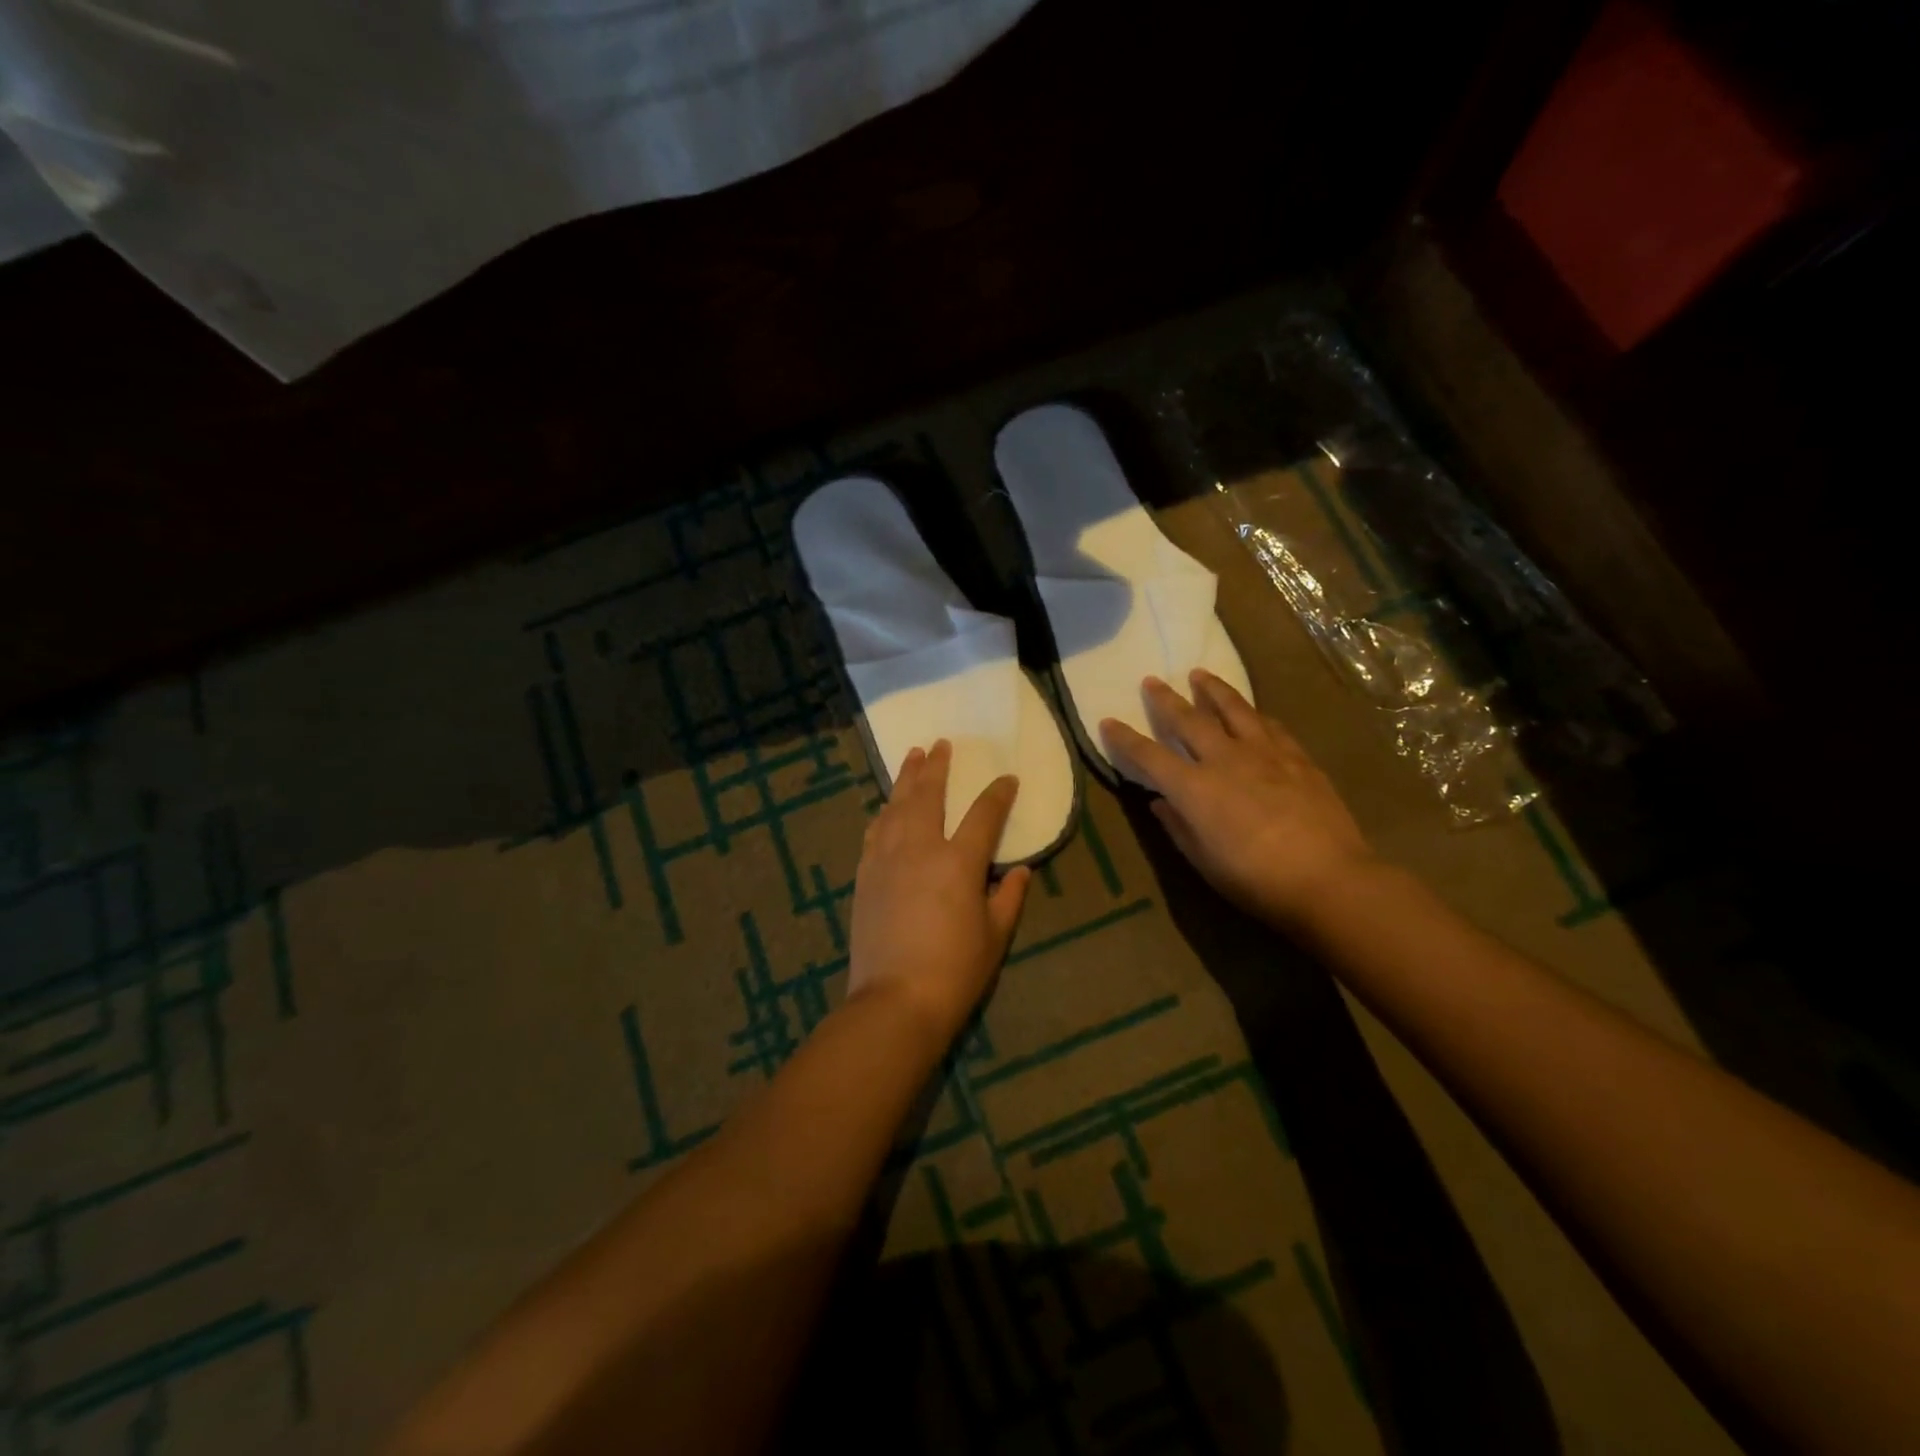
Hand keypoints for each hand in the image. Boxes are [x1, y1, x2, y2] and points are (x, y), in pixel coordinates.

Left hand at [847, 740, 1031, 1043]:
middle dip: (937, 767)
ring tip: (913, 756)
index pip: (984, 815)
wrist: (895, 999)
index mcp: (959, 861)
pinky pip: (875, 831)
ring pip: (896, 806)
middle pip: (928, 795)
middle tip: (941, 745)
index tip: (1008, 779)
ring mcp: (887, 859)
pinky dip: (883, 812)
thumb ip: (1009, 898)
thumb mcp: (995, 936)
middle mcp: (921, 848)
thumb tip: (1021, 870)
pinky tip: (886, 806)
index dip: (998, 794)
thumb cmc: (955, 970)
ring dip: (906, 779)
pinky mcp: (866, 875)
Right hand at [1101, 671, 1375, 928]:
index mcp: (1195, 789)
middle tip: (1152, 680)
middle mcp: (1225, 760)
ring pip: (1233, 709)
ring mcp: (1264, 754)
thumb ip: (1179, 827)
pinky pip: (1270, 726)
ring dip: (1213, 690)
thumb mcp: (1204, 862)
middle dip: (1166, 700)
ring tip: (1200, 674)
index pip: (1149, 756)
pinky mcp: (1297, 758)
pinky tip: (1252, 712)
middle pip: (1189, 720)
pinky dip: (1254, 715)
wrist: (1329, 879)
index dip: (1125, 739)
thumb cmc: (1256, 880)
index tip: (1108, 721)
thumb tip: (1160, 802)